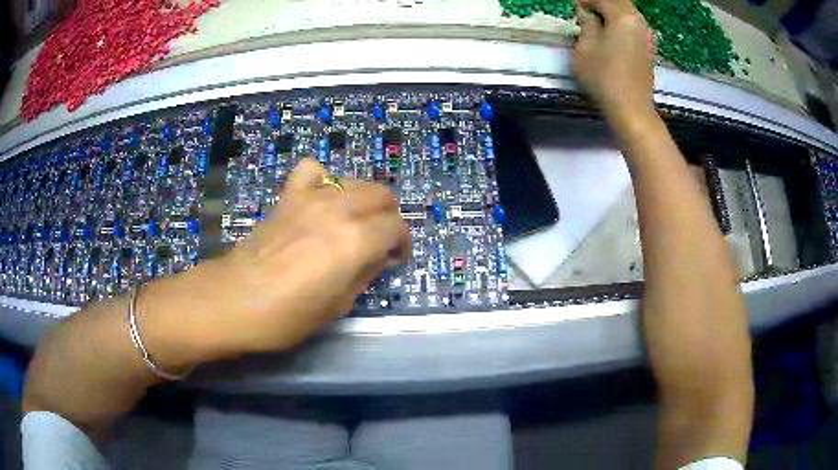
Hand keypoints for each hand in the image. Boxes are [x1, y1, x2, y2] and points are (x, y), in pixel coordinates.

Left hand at [160, 159, 410, 358]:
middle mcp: (338, 210)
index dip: (402, 242)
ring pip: (354, 181)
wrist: (235, 300)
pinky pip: (312, 171)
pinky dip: (323, 180)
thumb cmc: (287, 315)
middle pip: (381, 194)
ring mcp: (311, 198)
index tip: (395, 259)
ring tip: (354, 221)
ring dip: (363, 199)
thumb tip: (378, 257)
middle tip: (380, 240)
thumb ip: (364, 274)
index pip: (396, 226)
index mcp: (355, 241)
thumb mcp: (338, 306)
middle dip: (388, 216)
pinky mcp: (288, 197)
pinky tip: (319, 199)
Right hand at [572, 0, 655, 121]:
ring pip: (628, 12)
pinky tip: (611, 31)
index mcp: (623, 17)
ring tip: (597, 20)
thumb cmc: (604, 78)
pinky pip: (634, 25)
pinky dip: (621, 22)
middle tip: (585, 10)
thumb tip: (586, 13)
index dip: (585, 0)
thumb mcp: (585, 48)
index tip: (573, 6)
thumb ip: (586, 25)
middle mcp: (639, 21)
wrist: (632, 109)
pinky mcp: (649, 48)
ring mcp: (647, 35)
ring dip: (612, 11)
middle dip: (601, 3)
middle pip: (619, 2)